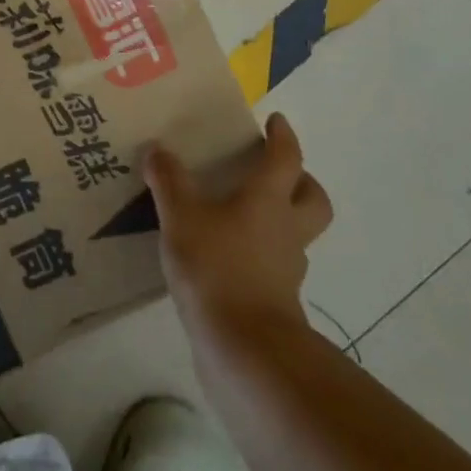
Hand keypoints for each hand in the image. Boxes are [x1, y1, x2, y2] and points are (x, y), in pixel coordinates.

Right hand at [145, 114, 332, 340]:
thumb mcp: (181, 217)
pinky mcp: (276, 300)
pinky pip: (274, 265)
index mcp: (269, 200)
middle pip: (313, 199)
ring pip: (296, 234)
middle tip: (276, 172)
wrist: (243, 349)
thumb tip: (158, 150)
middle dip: (301, 181)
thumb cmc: (217, 268)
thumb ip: (169, 182)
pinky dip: (259, 255)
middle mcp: (286, 229)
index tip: (276, 121)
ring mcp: (285, 269)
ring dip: (280, 220)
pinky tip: (228, 256)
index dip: (283, 137)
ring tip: (241, 215)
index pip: (286, 158)